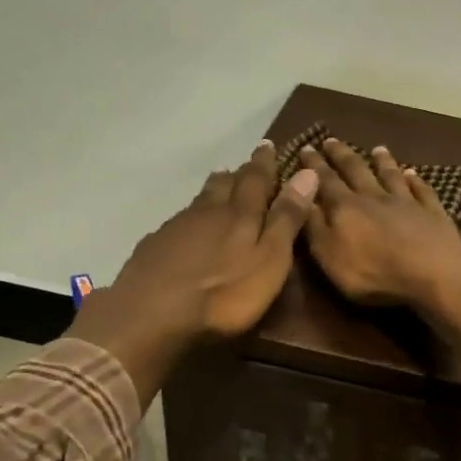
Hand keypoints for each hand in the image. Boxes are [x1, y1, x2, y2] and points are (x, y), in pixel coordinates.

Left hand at [73, 141, 318, 406]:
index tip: (268, 145)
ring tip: (221, 190)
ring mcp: (176, 227)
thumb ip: (287, 219)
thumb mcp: (270, 260)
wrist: (153, 315)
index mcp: (240, 214)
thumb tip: (307, 173)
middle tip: (247, 166)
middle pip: (224, 184)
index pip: (257, 179)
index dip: (264, 163)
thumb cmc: (225, 294)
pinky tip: (188, 230)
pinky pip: (178, 221)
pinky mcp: (155, 246)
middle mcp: (207, 211)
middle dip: (239, 174)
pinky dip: (191, 218)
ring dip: (214, 192)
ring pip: (200, 200)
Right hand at [299, 137, 460, 309]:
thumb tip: (300, 196)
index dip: (313, 166)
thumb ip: (313, 226)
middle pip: (356, 170)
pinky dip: (416, 180)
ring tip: (377, 148)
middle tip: (331, 140)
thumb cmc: (373, 272)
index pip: (324, 181)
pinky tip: (413, 174)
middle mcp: (374, 197)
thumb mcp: (329, 256)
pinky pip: (422, 191)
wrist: (431, 274)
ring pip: (391, 175)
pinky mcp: (432, 213)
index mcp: (345, 208)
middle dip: (341, 155)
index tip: (306, 148)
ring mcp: (406, 203)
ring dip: (383, 161)